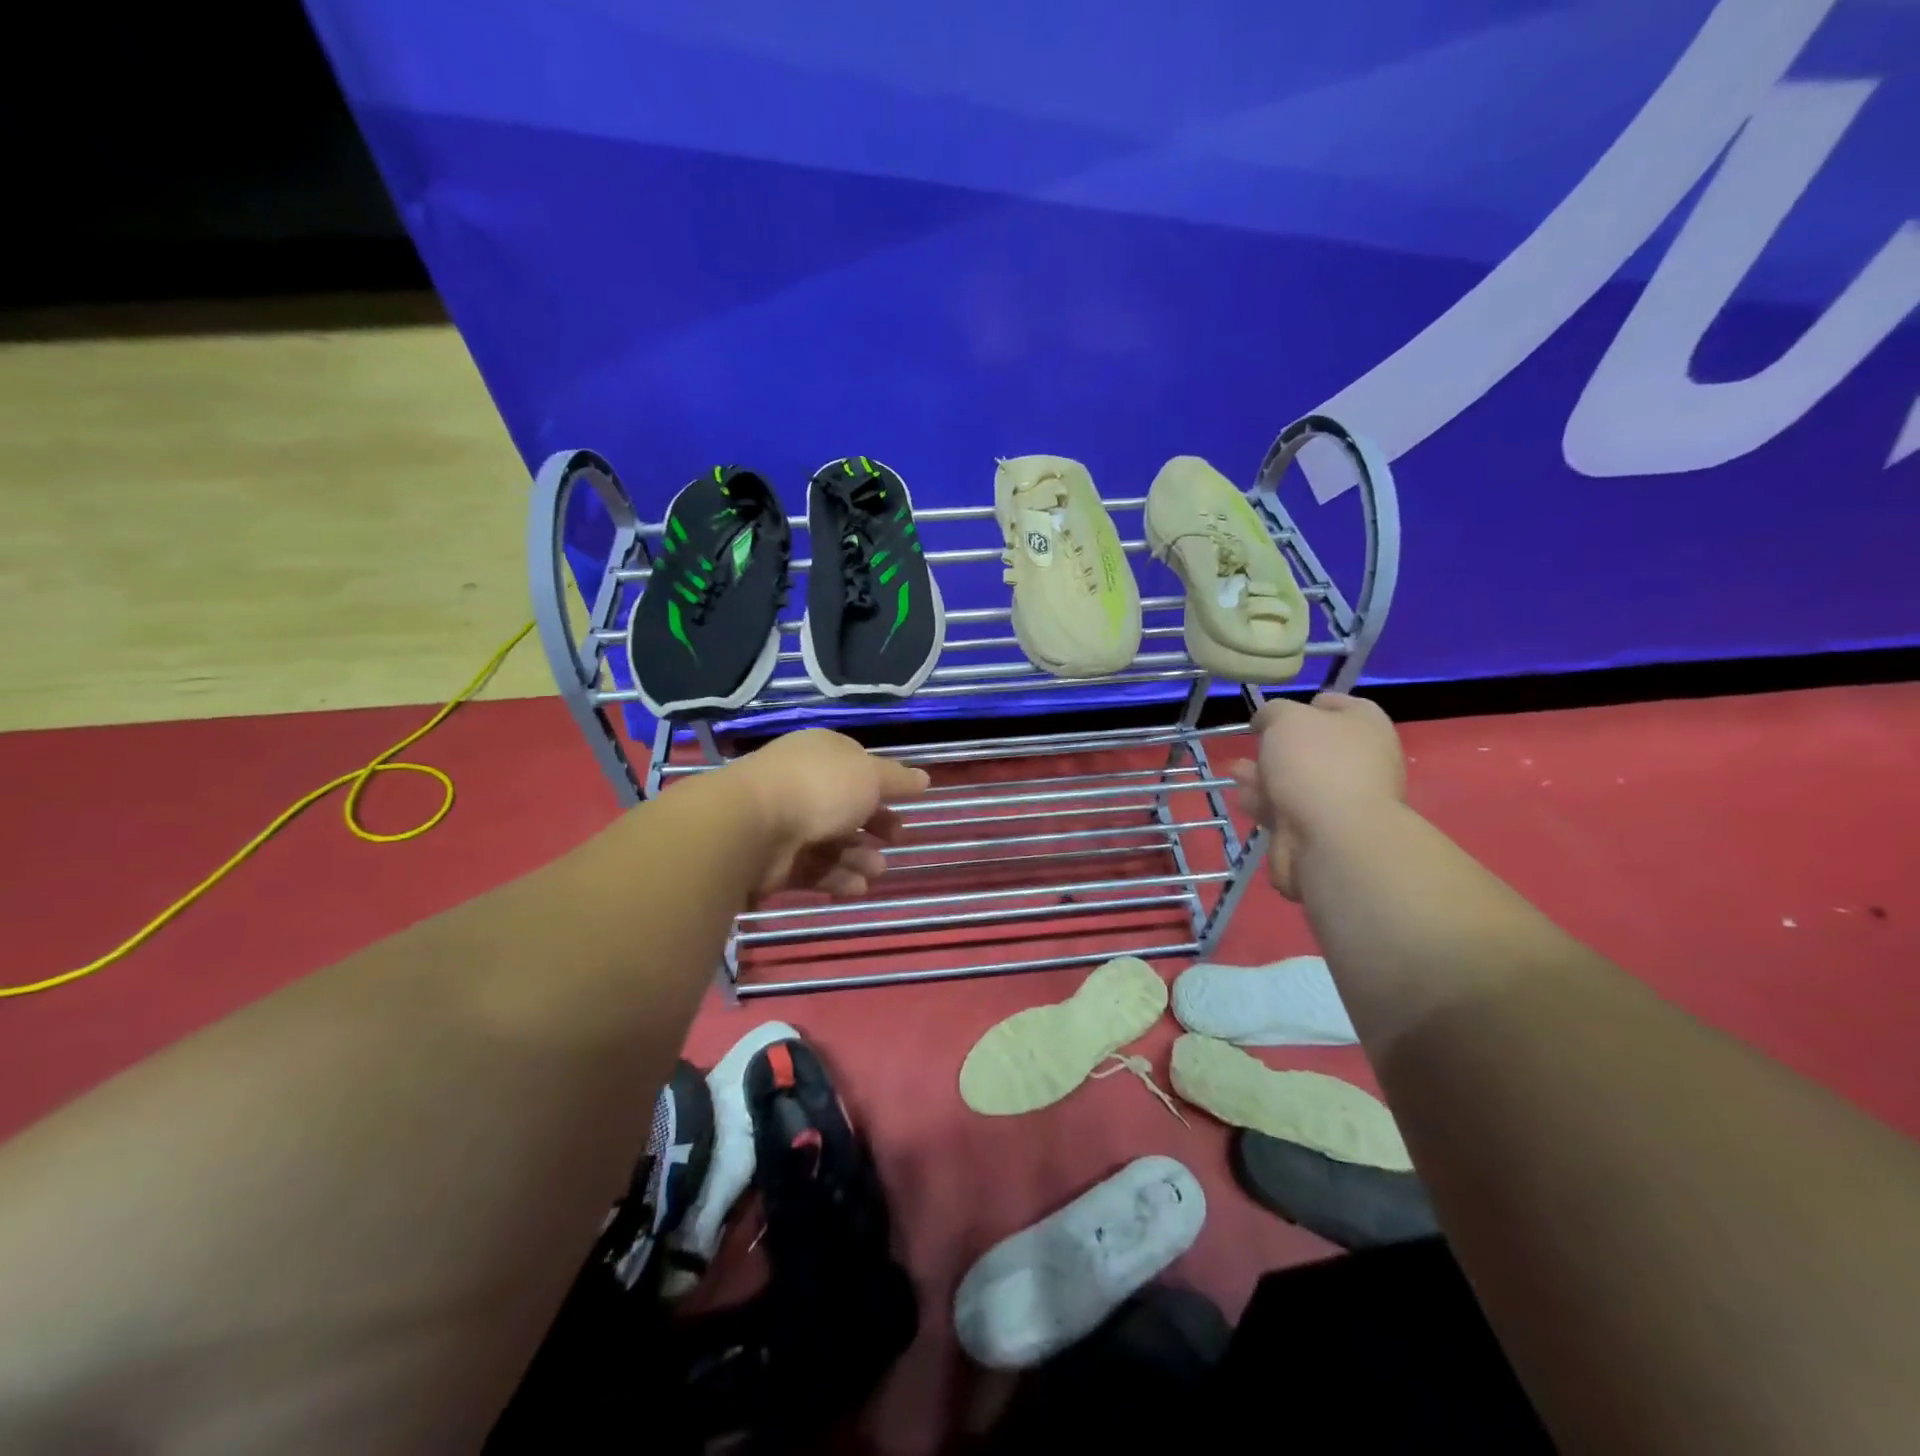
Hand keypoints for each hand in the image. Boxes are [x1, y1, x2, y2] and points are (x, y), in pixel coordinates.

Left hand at [726, 729, 930, 899]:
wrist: (752, 826)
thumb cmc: (819, 789)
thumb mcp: (869, 776)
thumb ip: (898, 780)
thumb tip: (924, 779)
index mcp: (822, 755)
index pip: (856, 767)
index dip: (882, 786)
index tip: (905, 804)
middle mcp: (803, 784)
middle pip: (846, 807)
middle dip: (874, 826)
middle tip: (896, 839)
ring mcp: (786, 822)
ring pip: (832, 841)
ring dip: (859, 857)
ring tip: (876, 871)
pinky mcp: (776, 860)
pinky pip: (813, 869)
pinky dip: (836, 879)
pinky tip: (856, 888)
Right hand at [1231, 693, 1405, 898]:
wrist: (1332, 838)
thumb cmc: (1315, 764)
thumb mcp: (1285, 718)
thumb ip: (1273, 712)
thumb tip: (1268, 722)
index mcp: (1365, 726)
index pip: (1338, 705)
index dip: (1305, 705)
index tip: (1274, 713)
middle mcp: (1360, 761)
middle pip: (1313, 746)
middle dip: (1277, 746)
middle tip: (1253, 744)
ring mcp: (1342, 799)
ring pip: (1295, 780)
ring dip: (1264, 775)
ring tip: (1237, 772)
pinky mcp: (1321, 830)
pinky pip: (1287, 809)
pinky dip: (1265, 804)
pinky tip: (1245, 800)